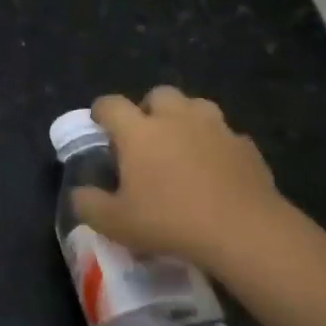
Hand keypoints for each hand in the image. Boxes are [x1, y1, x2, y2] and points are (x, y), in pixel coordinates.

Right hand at [72, 87, 289, 268]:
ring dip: (186, 119)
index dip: (102, 111)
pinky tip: (216, 170)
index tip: (100, 125)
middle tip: (146, 137)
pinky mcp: (245, 146)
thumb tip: (79, 193)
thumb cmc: (170, 222)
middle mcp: (176, 118)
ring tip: (183, 146)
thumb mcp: (116, 223)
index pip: (111, 105)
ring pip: (197, 106)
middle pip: (159, 95)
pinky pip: (226, 136)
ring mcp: (215, 128)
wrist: (243, 230)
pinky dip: (217, 146)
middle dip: (149, 109)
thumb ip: (89, 205)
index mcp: (139, 131)